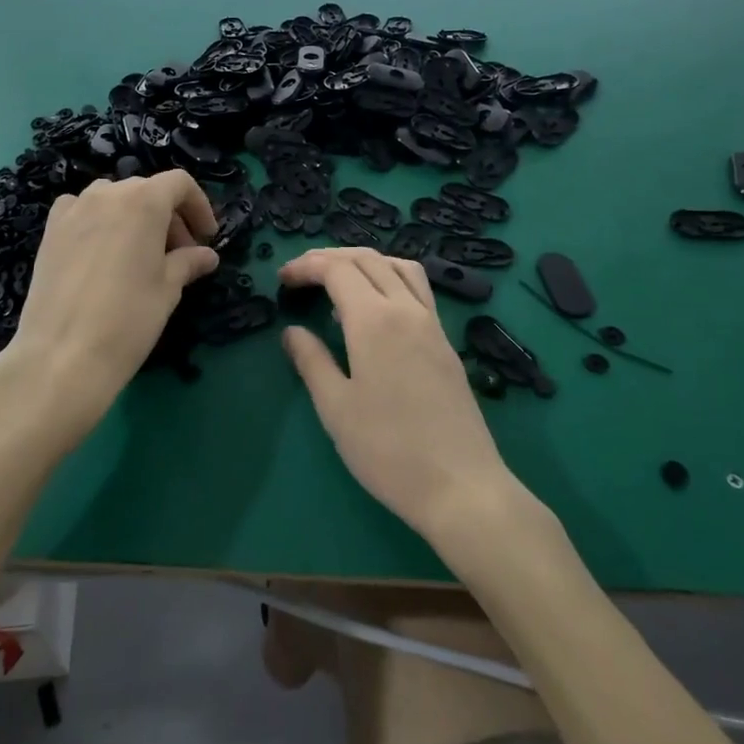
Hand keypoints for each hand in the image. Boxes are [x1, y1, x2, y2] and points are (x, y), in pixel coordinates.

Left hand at [0, 172, 219, 455]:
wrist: (62, 355)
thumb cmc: (128, 319)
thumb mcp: (168, 289)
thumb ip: (188, 262)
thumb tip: (207, 255)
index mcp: (143, 201)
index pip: (179, 184)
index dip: (199, 206)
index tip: (206, 237)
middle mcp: (107, 194)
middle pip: (146, 190)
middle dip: (169, 216)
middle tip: (180, 254)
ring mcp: (73, 210)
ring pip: (113, 199)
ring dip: (134, 217)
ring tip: (142, 254)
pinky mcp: (50, 231)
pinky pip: (81, 211)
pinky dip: (99, 221)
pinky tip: (102, 251)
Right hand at [278, 248, 514, 544]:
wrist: (461, 486)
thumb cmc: (388, 450)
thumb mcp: (336, 409)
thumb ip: (312, 361)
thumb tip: (292, 331)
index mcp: (375, 320)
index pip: (337, 270)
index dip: (307, 266)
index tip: (282, 279)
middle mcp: (406, 309)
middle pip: (368, 259)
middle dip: (330, 257)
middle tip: (301, 273)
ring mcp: (432, 323)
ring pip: (399, 266)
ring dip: (364, 261)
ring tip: (339, 279)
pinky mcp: (446, 342)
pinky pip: (417, 288)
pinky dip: (390, 278)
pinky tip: (376, 307)